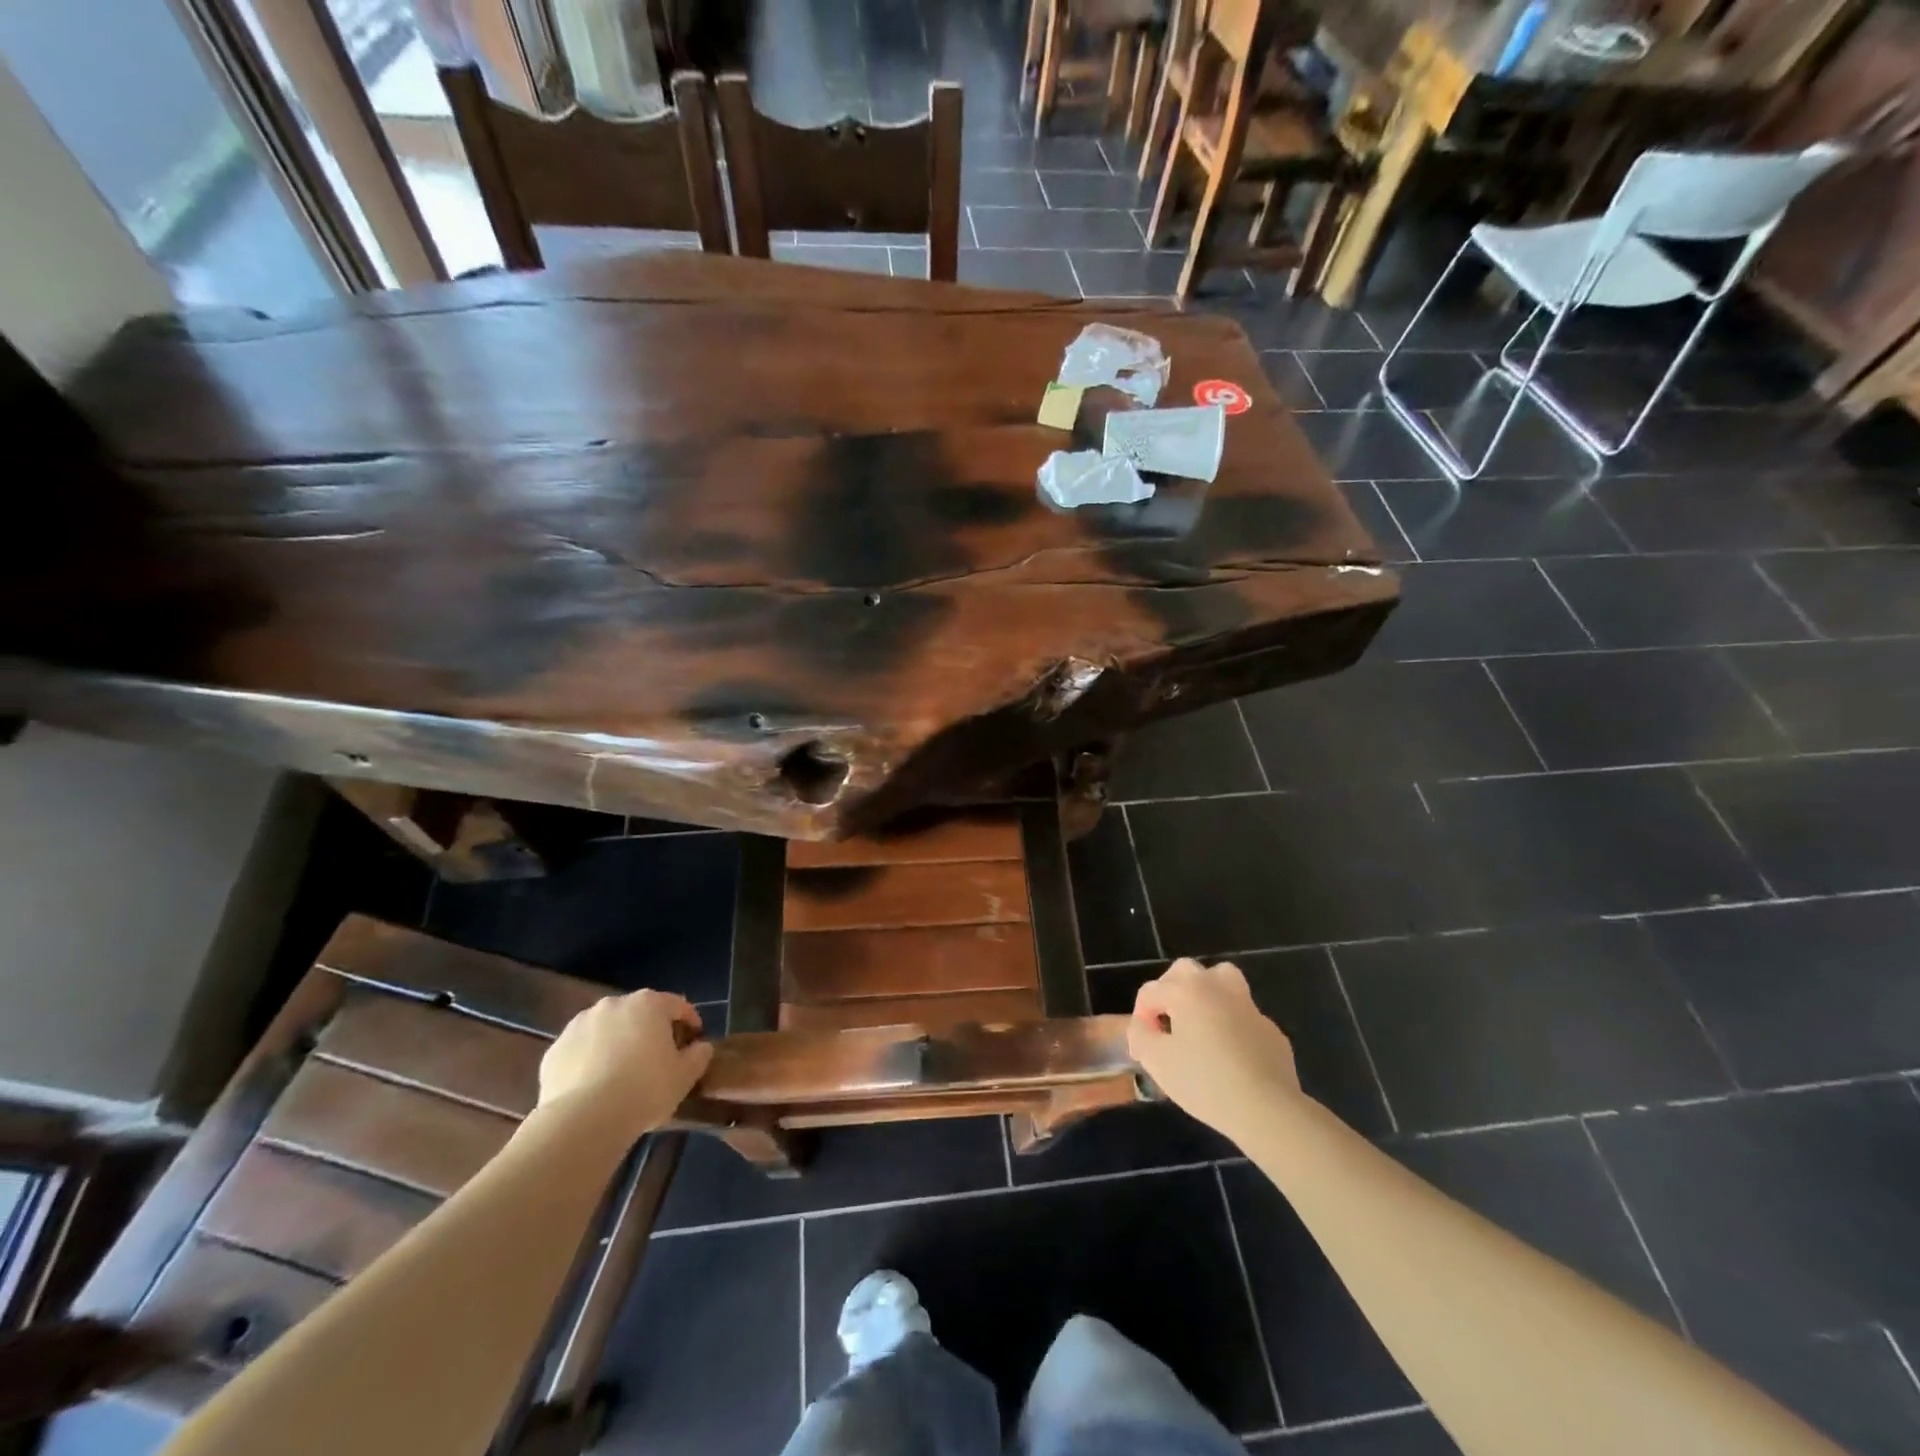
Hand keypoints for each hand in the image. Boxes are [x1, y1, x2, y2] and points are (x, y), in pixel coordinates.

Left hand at [538, 990, 712, 1133]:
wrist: (583, 1120)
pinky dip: (590, 1061)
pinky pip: (581, 1051)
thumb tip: (700, 1047)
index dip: (689, 1021)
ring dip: (617, 1043)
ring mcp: (579, 1025)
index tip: (695, 1040)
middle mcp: (613, 1005)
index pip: (677, 1005)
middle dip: (650, 1030)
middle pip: (639, 1013)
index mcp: (649, 1004)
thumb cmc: (645, 1089)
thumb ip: (699, 1055)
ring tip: (622, 1073)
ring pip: (607, 1030)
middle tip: (658, 1058)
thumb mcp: (685, 1076)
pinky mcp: (554, 1050)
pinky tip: (595, 1086)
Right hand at [1129, 959, 1302, 1142]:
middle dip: (1169, 990)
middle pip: (1186, 971)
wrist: (1267, 1109)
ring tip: (1198, 1023)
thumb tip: (1143, 1027)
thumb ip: (1140, 1036)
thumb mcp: (1157, 1061)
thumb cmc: (1205, 1081)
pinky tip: (1229, 1054)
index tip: (1142, 1047)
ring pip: (1223, 982)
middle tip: (1165, 1021)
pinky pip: (1243, 1016)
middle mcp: (1218, 987)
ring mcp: (1249, 1006)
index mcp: (1187, 990)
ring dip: (1205, 995)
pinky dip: (1231, 1025)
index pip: (1151, 991)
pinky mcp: (1271, 1030)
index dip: (1140, 1016)